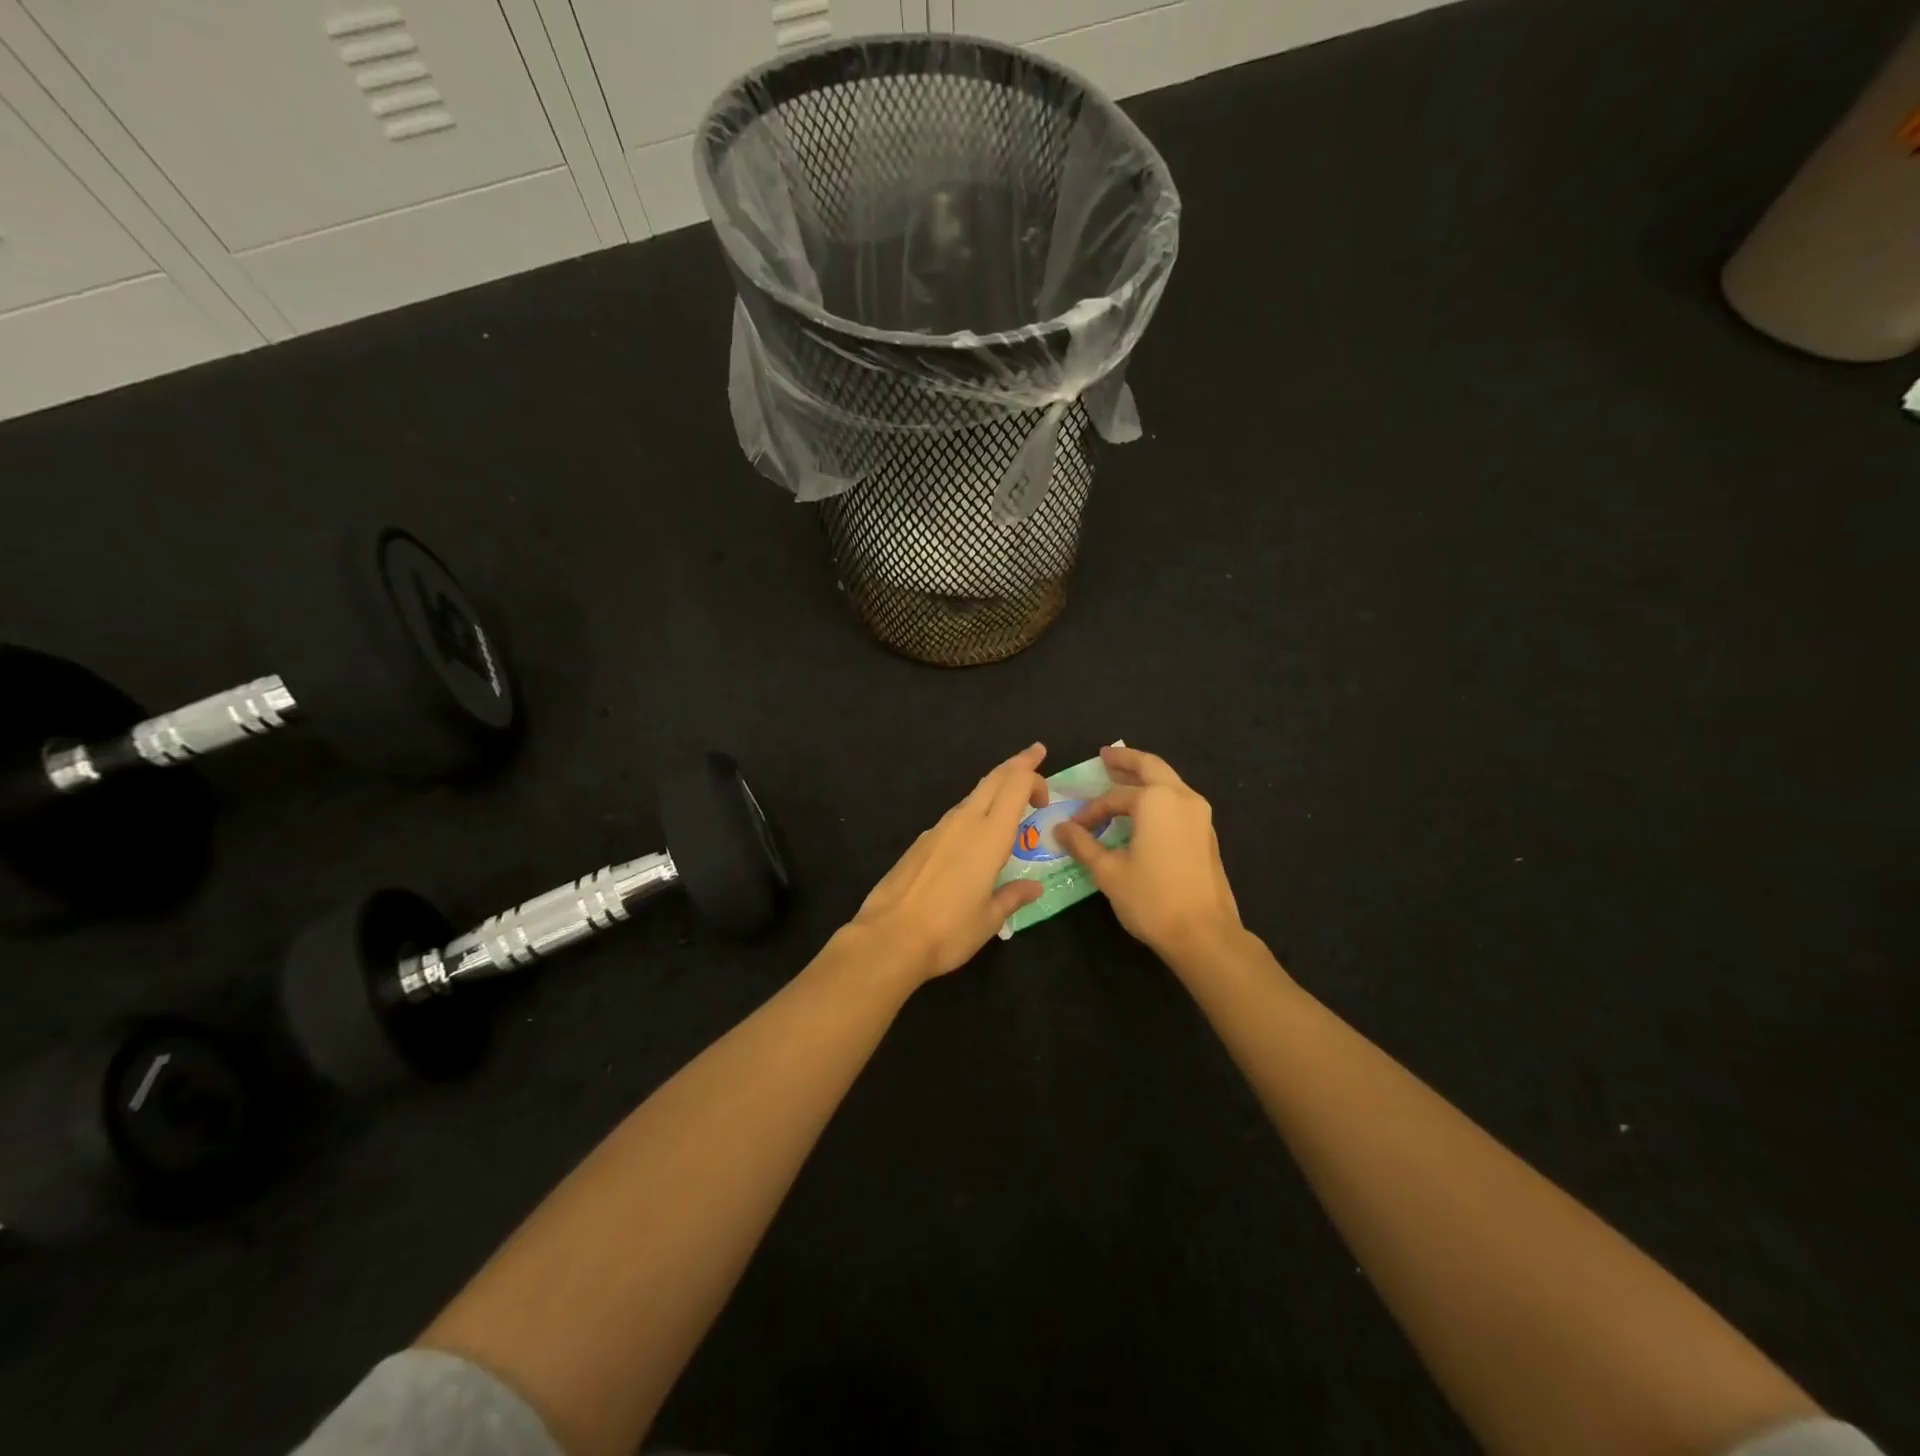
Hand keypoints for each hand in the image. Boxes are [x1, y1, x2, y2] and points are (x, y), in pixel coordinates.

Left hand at [850, 744, 1050, 983]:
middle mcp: (965, 822)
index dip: (1034, 778)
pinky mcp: (921, 842)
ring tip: (1009, 799)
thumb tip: (1033, 887)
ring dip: (994, 789)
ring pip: (972, 795)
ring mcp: (938, 829)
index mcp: (990, 836)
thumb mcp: (990, 919)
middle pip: (994, 778)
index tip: (1045, 796)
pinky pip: (955, 816)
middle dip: (1017, 764)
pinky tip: (975, 835)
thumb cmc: (949, 931)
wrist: (889, 938)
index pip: (1016, 785)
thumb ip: (1013, 896)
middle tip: (1035, 754)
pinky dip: (973, 812)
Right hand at [1054, 745, 1242, 958]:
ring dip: (1144, 777)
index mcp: (1155, 800)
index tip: (1073, 827)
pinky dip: (1158, 796)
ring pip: (1168, 782)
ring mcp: (1200, 814)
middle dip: (1126, 761)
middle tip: (1105, 756)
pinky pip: (1178, 800)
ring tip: (1122, 778)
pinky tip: (1144, 810)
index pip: (1113, 797)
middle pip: (1150, 767)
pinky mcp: (1207, 833)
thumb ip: (1083, 844)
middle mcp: (1181, 797)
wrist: (1204, 934)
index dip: (1090, 810)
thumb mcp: (1108, 872)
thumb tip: (1060, 828)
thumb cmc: (1151, 899)